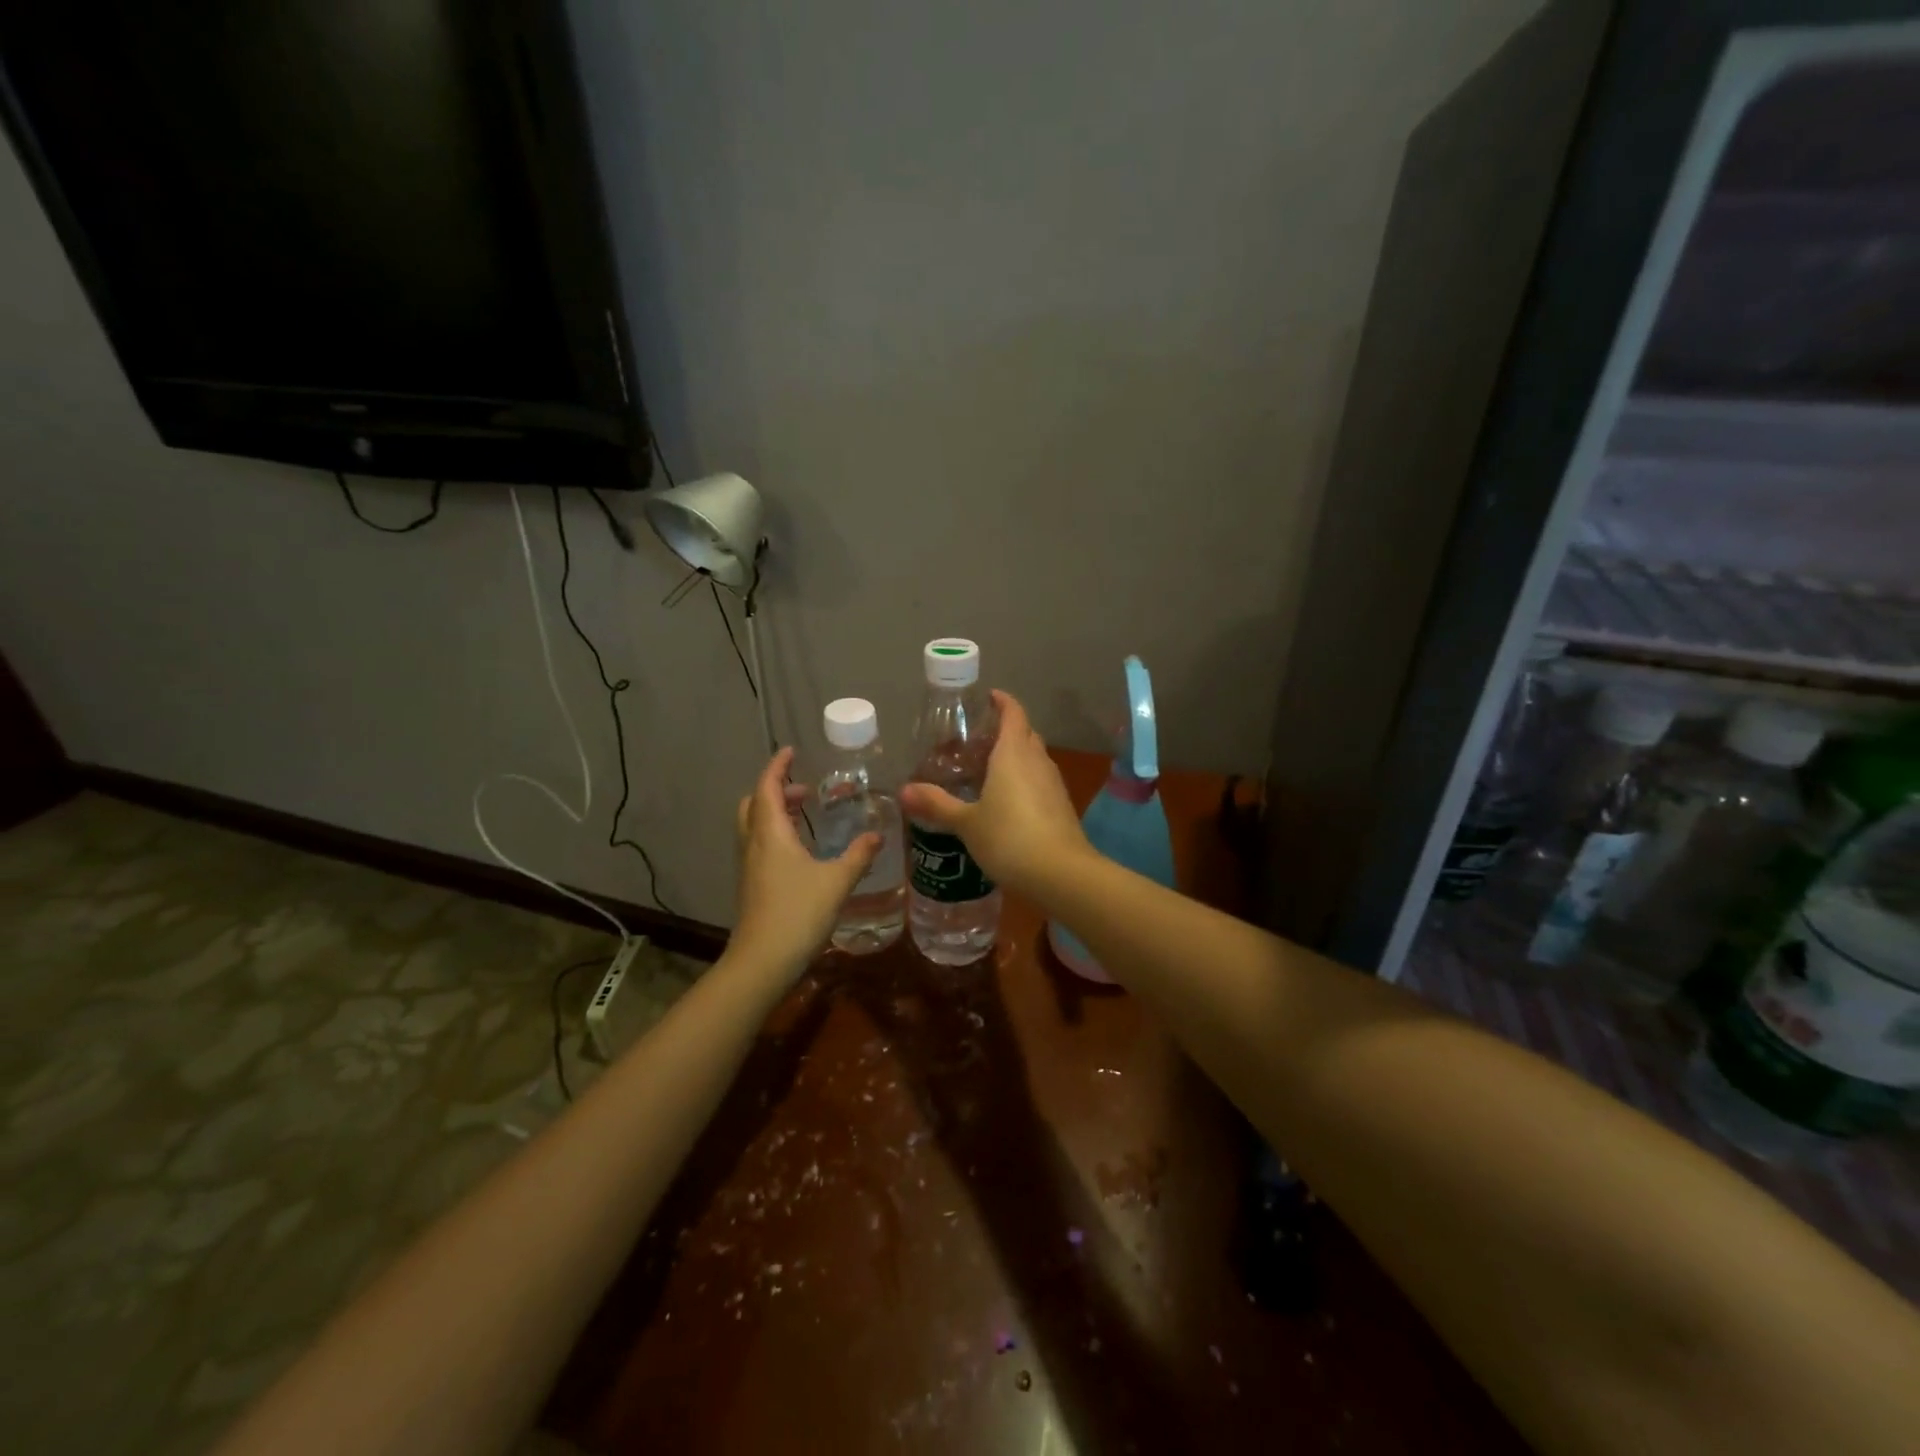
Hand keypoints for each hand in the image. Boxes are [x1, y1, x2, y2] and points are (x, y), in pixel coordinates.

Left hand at [730, 747, 880, 980]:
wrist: (762, 961)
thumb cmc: (798, 913)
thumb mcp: (837, 881)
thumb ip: (858, 855)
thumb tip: (878, 835)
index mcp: (770, 834)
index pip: (767, 788)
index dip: (777, 767)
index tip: (791, 751)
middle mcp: (754, 844)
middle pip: (753, 804)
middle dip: (775, 790)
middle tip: (803, 788)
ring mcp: (749, 866)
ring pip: (754, 826)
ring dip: (774, 812)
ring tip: (804, 814)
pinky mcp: (751, 885)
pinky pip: (759, 846)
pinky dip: (775, 834)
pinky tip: (800, 850)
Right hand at [899, 690, 1088, 893]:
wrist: (1061, 874)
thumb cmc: (1009, 838)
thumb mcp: (967, 823)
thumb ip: (937, 805)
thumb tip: (903, 791)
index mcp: (1013, 753)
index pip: (1013, 713)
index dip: (1003, 701)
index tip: (989, 697)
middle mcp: (1037, 761)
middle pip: (1025, 734)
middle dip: (1006, 730)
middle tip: (978, 741)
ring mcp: (1053, 784)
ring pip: (1034, 758)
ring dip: (1016, 757)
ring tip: (989, 770)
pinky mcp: (1061, 806)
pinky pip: (1040, 781)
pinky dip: (1024, 780)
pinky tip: (1007, 801)